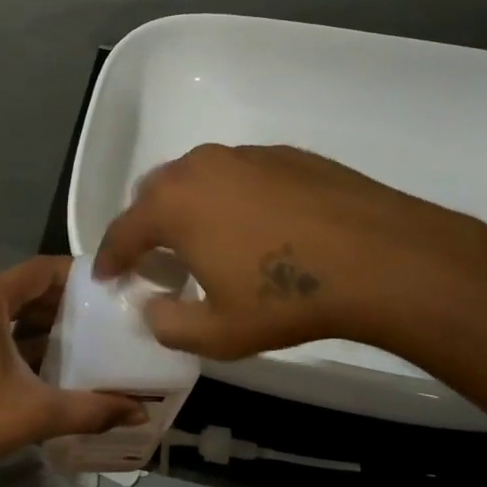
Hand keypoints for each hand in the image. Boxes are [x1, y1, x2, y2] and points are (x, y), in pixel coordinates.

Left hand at [0, 256, 145, 479]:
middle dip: (60, 301)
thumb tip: (139, 412)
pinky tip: (38, 359)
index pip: (39, 269)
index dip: (75, 275)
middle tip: (100, 316)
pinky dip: (12, 333)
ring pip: (3, 307)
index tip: (108, 287)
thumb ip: (90, 410)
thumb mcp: (35, 413)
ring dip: (36, 320)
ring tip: (77, 337)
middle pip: (22, 287)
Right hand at [93, 143, 480, 359]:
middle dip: (146, 225)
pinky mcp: (284, 154)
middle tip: (156, 258)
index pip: (122, 230)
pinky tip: (258, 226)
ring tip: (207, 240)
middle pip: (154, 193)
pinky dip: (231, 198)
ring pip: (198, 178)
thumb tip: (151, 308)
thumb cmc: (287, 298)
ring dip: (189, 207)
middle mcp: (200, 167)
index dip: (110, 257)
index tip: (106, 276)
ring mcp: (245, 155)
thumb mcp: (218, 332)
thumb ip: (168, 324)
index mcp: (173, 205)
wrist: (379, 258)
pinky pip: (239, 174)